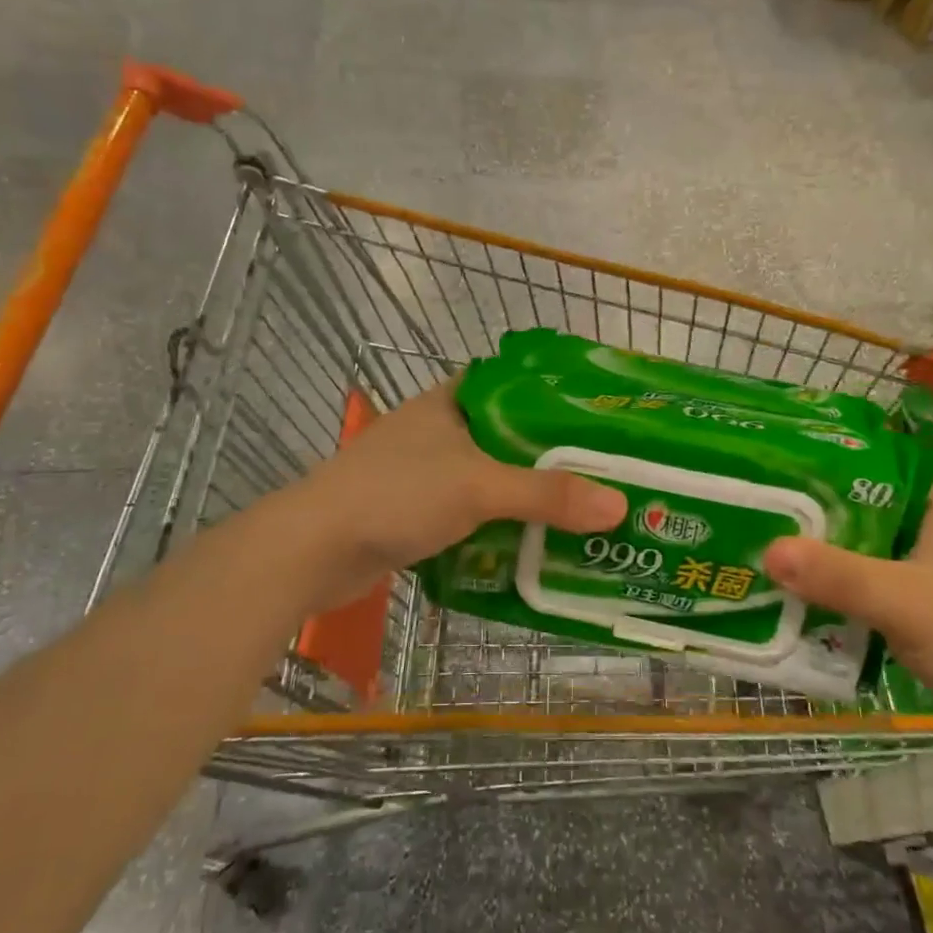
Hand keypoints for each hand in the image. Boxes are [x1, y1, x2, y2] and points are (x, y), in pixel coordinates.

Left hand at [300, 380, 627, 584]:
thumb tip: (619, 507)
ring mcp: (423, 471)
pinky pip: (470, 512)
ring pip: (489, 477)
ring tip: (580, 510)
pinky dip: (498, 524)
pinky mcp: (414, 511)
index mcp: (451, 401)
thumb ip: (547, 495)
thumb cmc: (396, 495)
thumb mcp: (478, 487)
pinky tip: (532, 543)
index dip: (555, 395)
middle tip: (603, 471)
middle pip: (508, 435)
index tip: (597, 415)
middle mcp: (438, 429)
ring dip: (525, 495)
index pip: (514, 383)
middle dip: (550, 456)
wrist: (313, 549)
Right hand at [763, 478, 932, 766]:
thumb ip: (836, 575)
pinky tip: (804, 601)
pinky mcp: (931, 618)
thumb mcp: (903, 600)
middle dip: (818, 517)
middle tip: (763, 512)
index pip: (881, 467)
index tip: (783, 464)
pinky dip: (844, 596)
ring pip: (868, 556)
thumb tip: (767, 550)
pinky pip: (875, 595)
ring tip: (770, 552)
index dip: (833, 462)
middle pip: (866, 513)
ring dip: (828, 560)